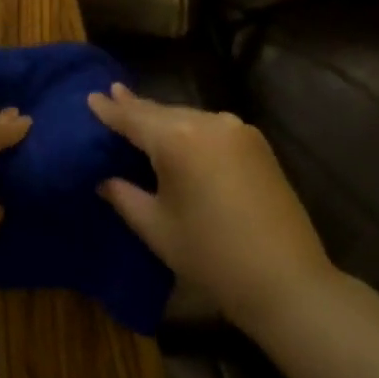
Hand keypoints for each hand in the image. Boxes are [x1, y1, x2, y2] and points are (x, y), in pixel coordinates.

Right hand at [90, 84, 334, 332]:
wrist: (287, 281)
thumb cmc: (211, 257)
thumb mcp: (156, 228)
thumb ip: (124, 195)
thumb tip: (105, 178)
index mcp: (177, 139)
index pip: (133, 117)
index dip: (110, 109)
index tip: (91, 96)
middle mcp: (207, 121)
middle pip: (162, 112)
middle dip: (136, 108)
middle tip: (112, 96)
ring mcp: (236, 129)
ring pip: (188, 117)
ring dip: (164, 120)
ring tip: (141, 117)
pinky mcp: (256, 143)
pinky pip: (211, 127)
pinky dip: (190, 130)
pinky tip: (179, 138)